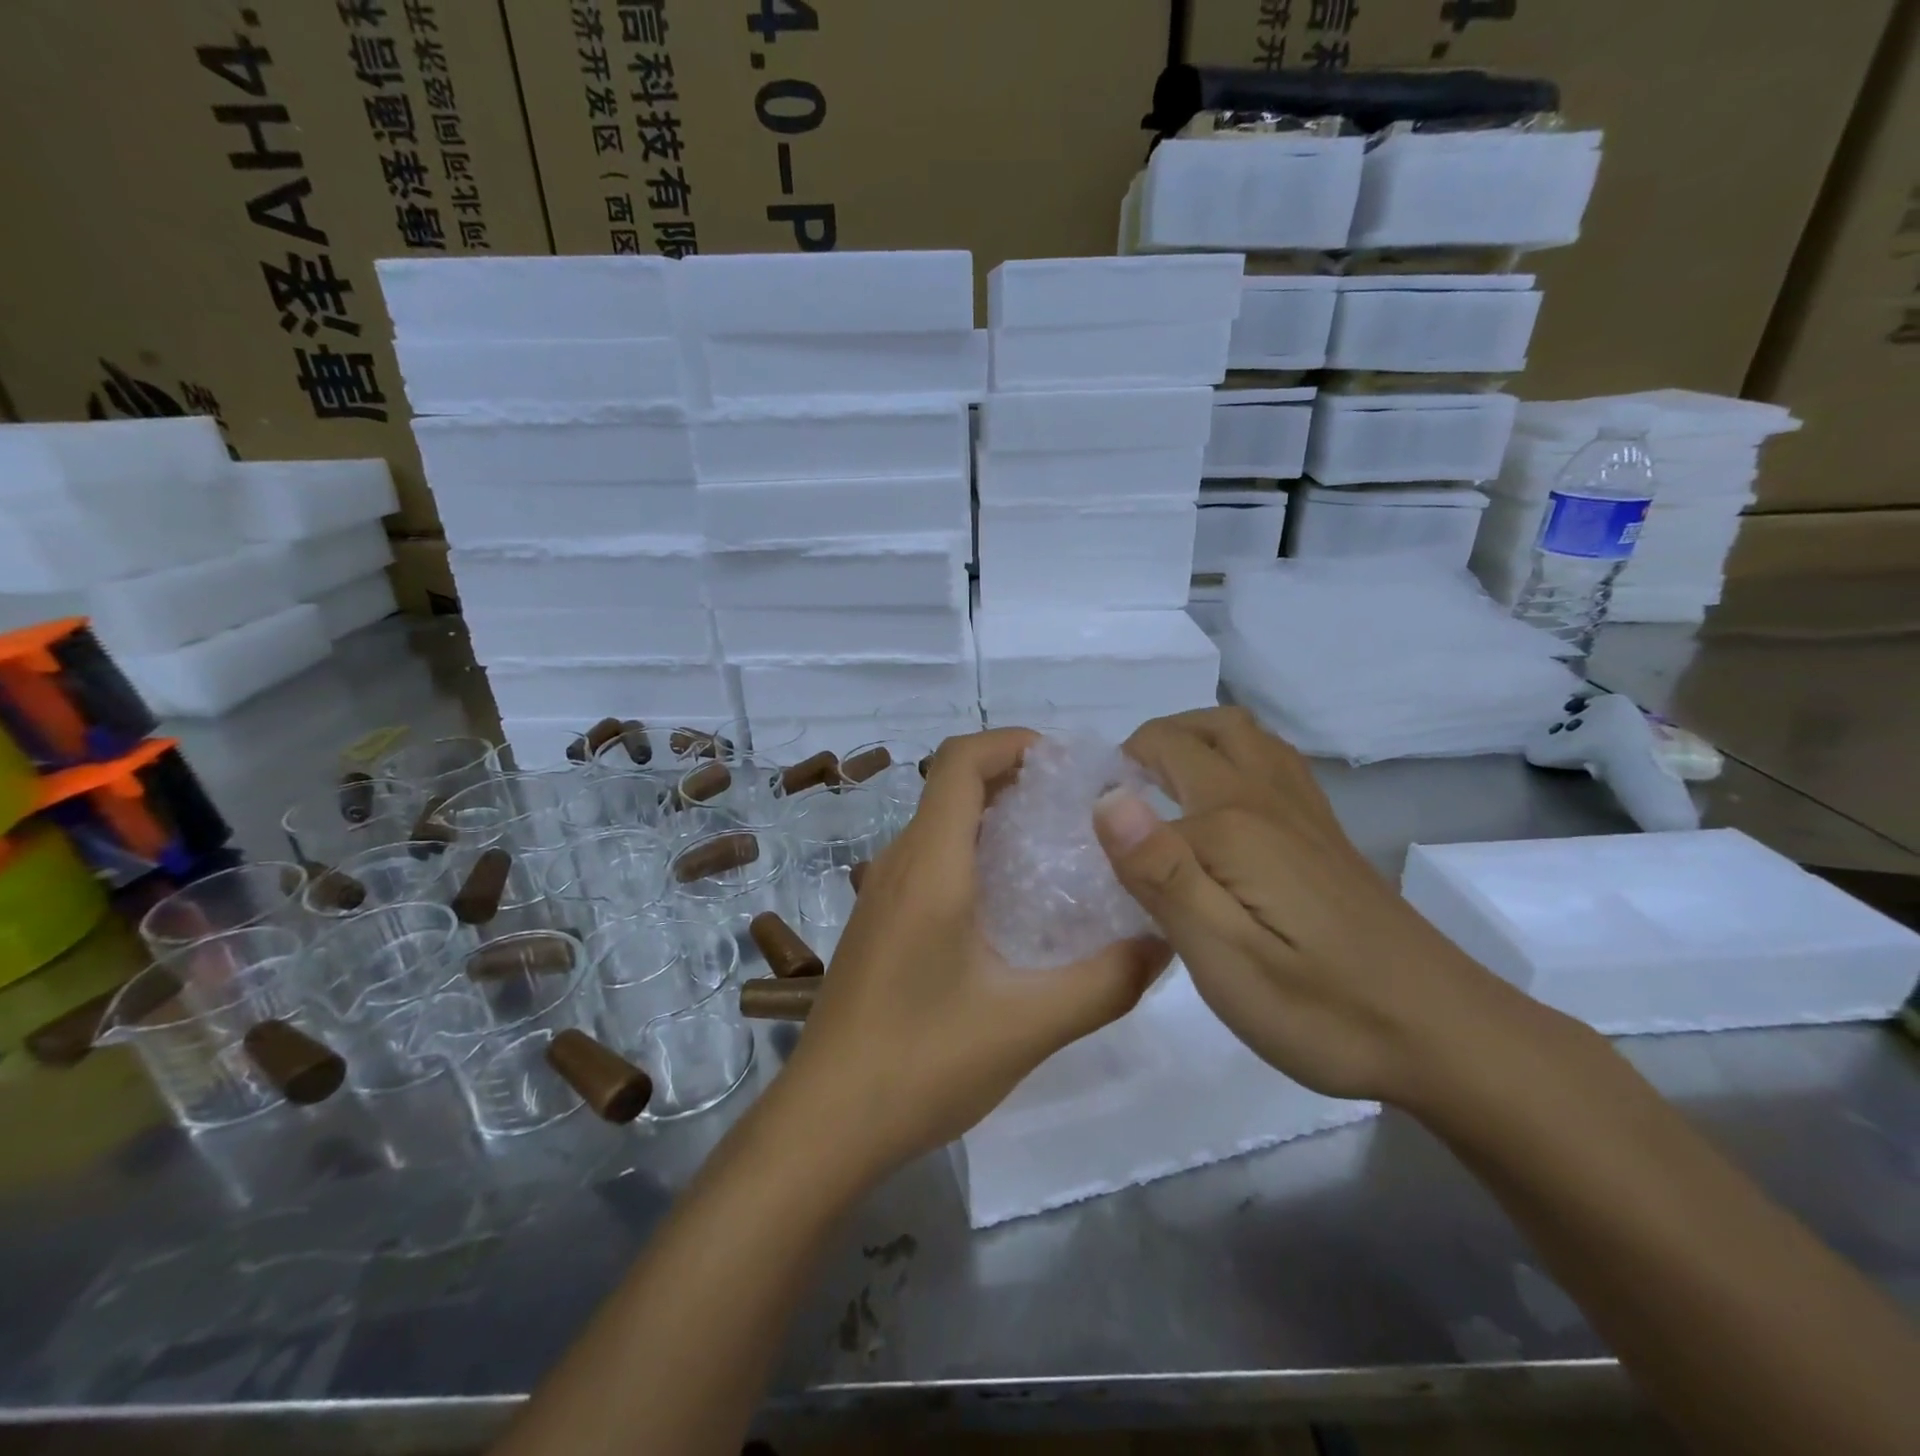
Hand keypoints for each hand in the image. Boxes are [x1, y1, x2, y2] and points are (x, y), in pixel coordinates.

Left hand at [776, 729, 1169, 1176]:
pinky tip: (1010, 906)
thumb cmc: (921, 1063)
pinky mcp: (878, 925)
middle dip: (1015, 779)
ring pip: (939, 826)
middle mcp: (898, 865)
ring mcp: (880, 896)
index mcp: (929, 866)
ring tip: (1055, 849)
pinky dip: (972, 854)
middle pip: (951, 787)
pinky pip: (928, 862)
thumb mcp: (1028, 1025)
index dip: (1011, 742)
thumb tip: (1164, 943)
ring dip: (993, 818)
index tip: (1067, 762)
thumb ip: (1105, 982)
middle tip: (1078, 806)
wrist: (824, 1125)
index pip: (960, 762)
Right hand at [1092, 706, 1507, 1105]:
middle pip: (1200, 729)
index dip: (1106, 798)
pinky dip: (1231, 757)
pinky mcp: (1324, 834)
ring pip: (1242, 734)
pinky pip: (1271, 761)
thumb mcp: (1223, 956)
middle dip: (1146, 746)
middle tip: (1116, 800)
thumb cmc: (1321, 1007)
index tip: (1084, 847)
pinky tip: (1220, 807)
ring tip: (1158, 788)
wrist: (1444, 1034)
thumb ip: (1161, 872)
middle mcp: (1266, 797)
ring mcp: (1303, 811)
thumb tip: (1105, 797)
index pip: (1147, 776)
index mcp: (1232, 823)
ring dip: (1192, 739)